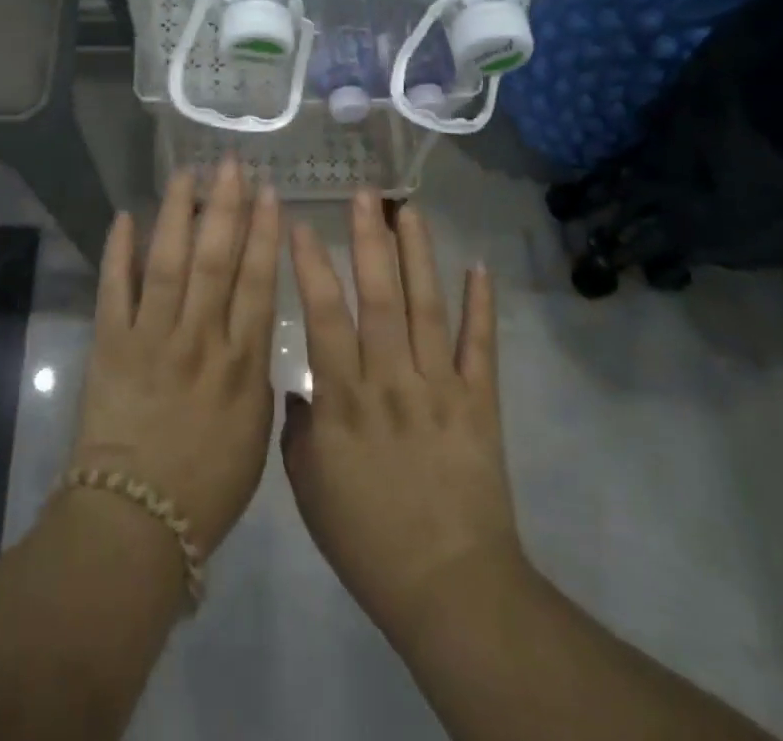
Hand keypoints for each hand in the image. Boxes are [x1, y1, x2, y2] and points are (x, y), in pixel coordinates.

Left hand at [68, 158, 280, 555]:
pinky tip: (124, 216)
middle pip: (215, 260)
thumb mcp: (255, 432)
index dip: (263, 233)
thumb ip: (257, 372)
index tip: (269, 193)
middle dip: (225, 207)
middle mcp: (199, 338)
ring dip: (178, 215)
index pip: (256, 281)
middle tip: (232, 164)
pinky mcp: (111, 345)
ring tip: (187, 174)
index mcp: (241, 362)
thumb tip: (253, 324)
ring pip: (168, 262)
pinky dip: (119, 252)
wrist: (136, 522)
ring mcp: (152, 337)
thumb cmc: (208, 484)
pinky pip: (115, 290)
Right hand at [283, 194, 522, 643]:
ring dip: (419, 255)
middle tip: (364, 193)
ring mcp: (440, 387)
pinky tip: (479, 266)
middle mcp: (391, 379)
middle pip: (379, 297)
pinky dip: (483, 306)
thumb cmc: (367, 541)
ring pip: (427, 307)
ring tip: (410, 209)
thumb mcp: (309, 489)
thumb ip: (299, 429)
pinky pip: (482, 346)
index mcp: (344, 399)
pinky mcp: (481, 402)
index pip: (323, 316)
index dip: (311, 266)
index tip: (301, 224)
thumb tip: (302, 387)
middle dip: (370, 240)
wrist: (449, 589)